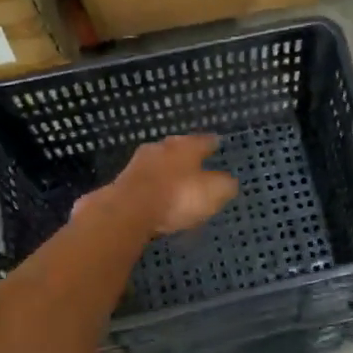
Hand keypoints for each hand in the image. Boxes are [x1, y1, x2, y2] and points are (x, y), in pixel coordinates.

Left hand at [108, 135, 238, 234]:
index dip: (212, 144)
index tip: (217, 143)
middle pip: (177, 148)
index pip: (204, 141)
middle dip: (186, 155)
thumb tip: (229, 181)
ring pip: (158, 164)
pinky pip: (145, 183)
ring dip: (166, 172)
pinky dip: (152, 188)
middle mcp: (162, 148)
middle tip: (195, 163)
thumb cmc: (178, 197)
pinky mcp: (123, 183)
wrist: (129, 211)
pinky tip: (156, 198)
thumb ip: (225, 185)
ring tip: (175, 182)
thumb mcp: (214, 192)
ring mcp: (138, 164)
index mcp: (186, 146)